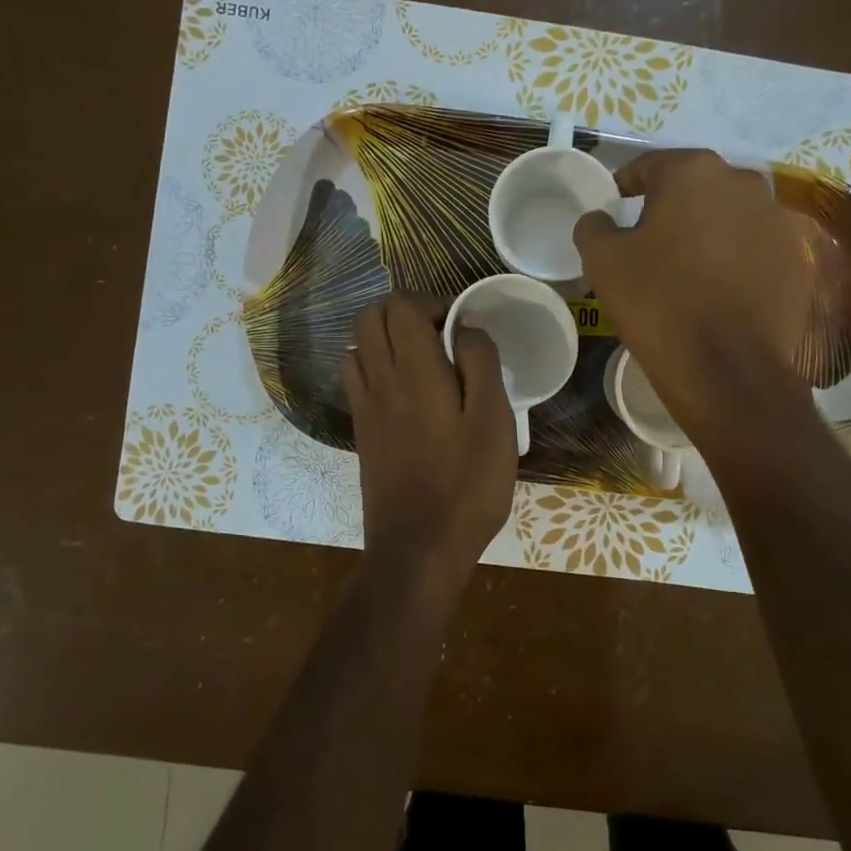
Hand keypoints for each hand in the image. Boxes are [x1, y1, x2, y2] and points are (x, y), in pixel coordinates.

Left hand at [344, 295, 516, 580]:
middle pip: (370, 318)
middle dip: (404, 312)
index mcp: (414, 371)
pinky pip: (357, 379)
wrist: (418, 547)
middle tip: (443, 335)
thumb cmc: (466, 483)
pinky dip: (375, 366)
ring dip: (386, 338)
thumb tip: (466, 327)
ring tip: (424, 360)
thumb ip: (480, 364)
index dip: (431, 302)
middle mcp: (379, 380)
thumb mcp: (494, 420)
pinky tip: (407, 392)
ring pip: (357, 346)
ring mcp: (365, 408)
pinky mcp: (362, 433)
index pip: (400, 306)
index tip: (462, 326)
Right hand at [575, 149, 812, 437]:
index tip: (614, 206)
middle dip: (671, 208)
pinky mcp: (797, 261)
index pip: (650, 165)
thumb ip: (594, 226)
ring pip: (729, 218)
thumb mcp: (603, 261)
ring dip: (707, 233)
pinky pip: (755, 250)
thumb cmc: (658, 303)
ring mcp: (778, 222)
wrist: (726, 369)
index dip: (626, 185)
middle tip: (649, 241)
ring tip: (686, 268)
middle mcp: (744, 183)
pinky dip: (735, 260)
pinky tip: (719, 290)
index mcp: (694, 172)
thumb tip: (601, 218)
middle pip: (695, 188)